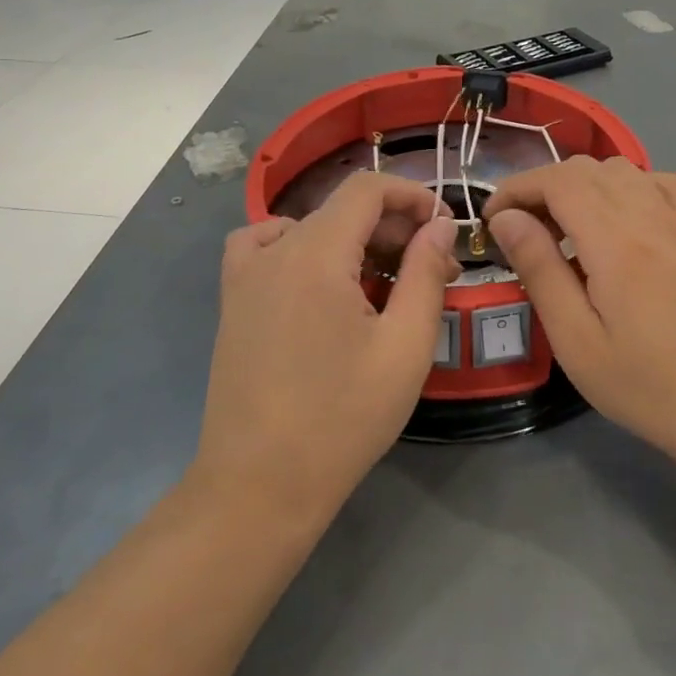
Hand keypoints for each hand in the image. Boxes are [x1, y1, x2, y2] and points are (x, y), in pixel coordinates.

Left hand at [193, 173, 457, 522]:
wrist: (259, 486)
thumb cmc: (342, 418)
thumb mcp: (404, 347)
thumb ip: (425, 274)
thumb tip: (439, 225)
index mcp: (315, 255)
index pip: (367, 189)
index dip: (411, 195)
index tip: (443, 229)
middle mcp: (274, 251)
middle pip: (341, 210)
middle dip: (393, 227)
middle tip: (432, 270)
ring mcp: (245, 276)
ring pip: (309, 228)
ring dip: (353, 240)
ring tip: (382, 280)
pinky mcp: (232, 302)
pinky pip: (264, 247)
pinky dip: (297, 246)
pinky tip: (318, 280)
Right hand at [484, 156, 675, 468]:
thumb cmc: (645, 385)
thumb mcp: (576, 338)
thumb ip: (539, 268)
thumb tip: (506, 219)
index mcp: (615, 241)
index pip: (557, 180)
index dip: (517, 188)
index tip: (491, 220)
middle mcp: (649, 216)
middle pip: (586, 168)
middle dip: (542, 186)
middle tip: (520, 230)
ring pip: (621, 170)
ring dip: (581, 184)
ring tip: (564, 228)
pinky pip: (659, 183)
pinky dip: (627, 186)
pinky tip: (618, 220)